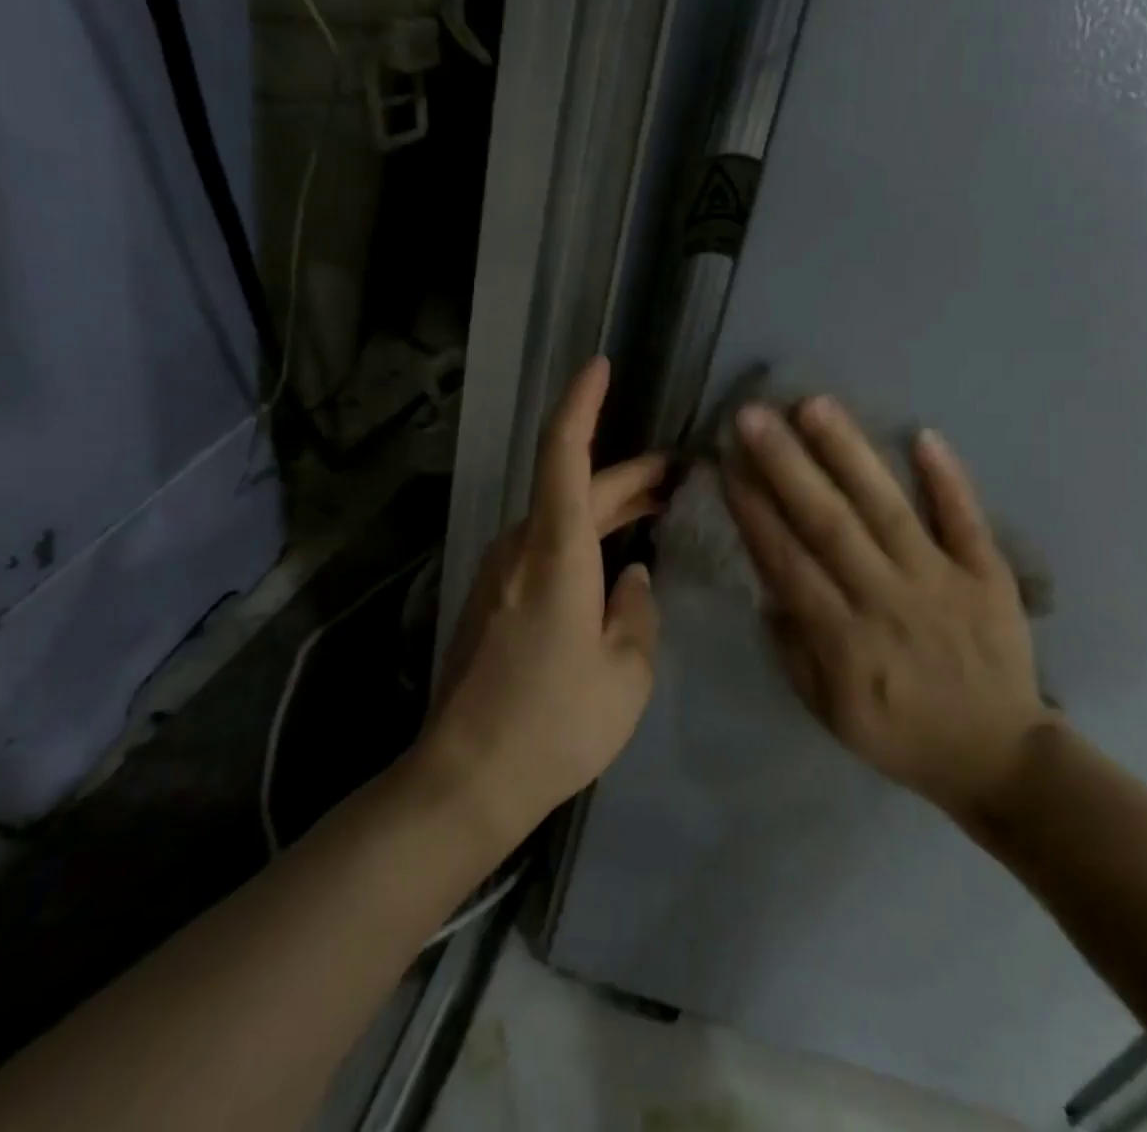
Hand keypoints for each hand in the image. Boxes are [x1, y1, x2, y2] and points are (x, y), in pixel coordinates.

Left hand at [424, 357, 666, 841]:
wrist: (465, 779)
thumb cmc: (555, 725)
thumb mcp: (625, 674)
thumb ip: (637, 611)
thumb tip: (633, 576)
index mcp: (556, 554)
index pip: (564, 454)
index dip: (582, 404)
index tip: (600, 366)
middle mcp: (522, 547)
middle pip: (575, 485)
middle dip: (629, 472)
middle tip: (681, 473)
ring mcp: (502, 571)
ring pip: (561, 515)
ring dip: (609, 505)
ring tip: (660, 507)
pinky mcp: (496, 596)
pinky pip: (548, 544)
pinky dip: (587, 534)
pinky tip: (618, 556)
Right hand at [722, 396, 1051, 821]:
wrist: (999, 757)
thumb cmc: (900, 732)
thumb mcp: (828, 709)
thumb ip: (794, 647)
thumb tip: (767, 586)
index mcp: (843, 638)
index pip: (787, 560)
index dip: (754, 510)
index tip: (727, 464)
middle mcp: (886, 598)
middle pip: (828, 522)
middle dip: (786, 464)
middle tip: (753, 415)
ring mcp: (940, 579)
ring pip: (887, 507)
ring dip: (850, 453)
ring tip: (816, 405)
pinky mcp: (987, 573)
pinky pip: (966, 519)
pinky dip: (947, 477)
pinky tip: (924, 433)